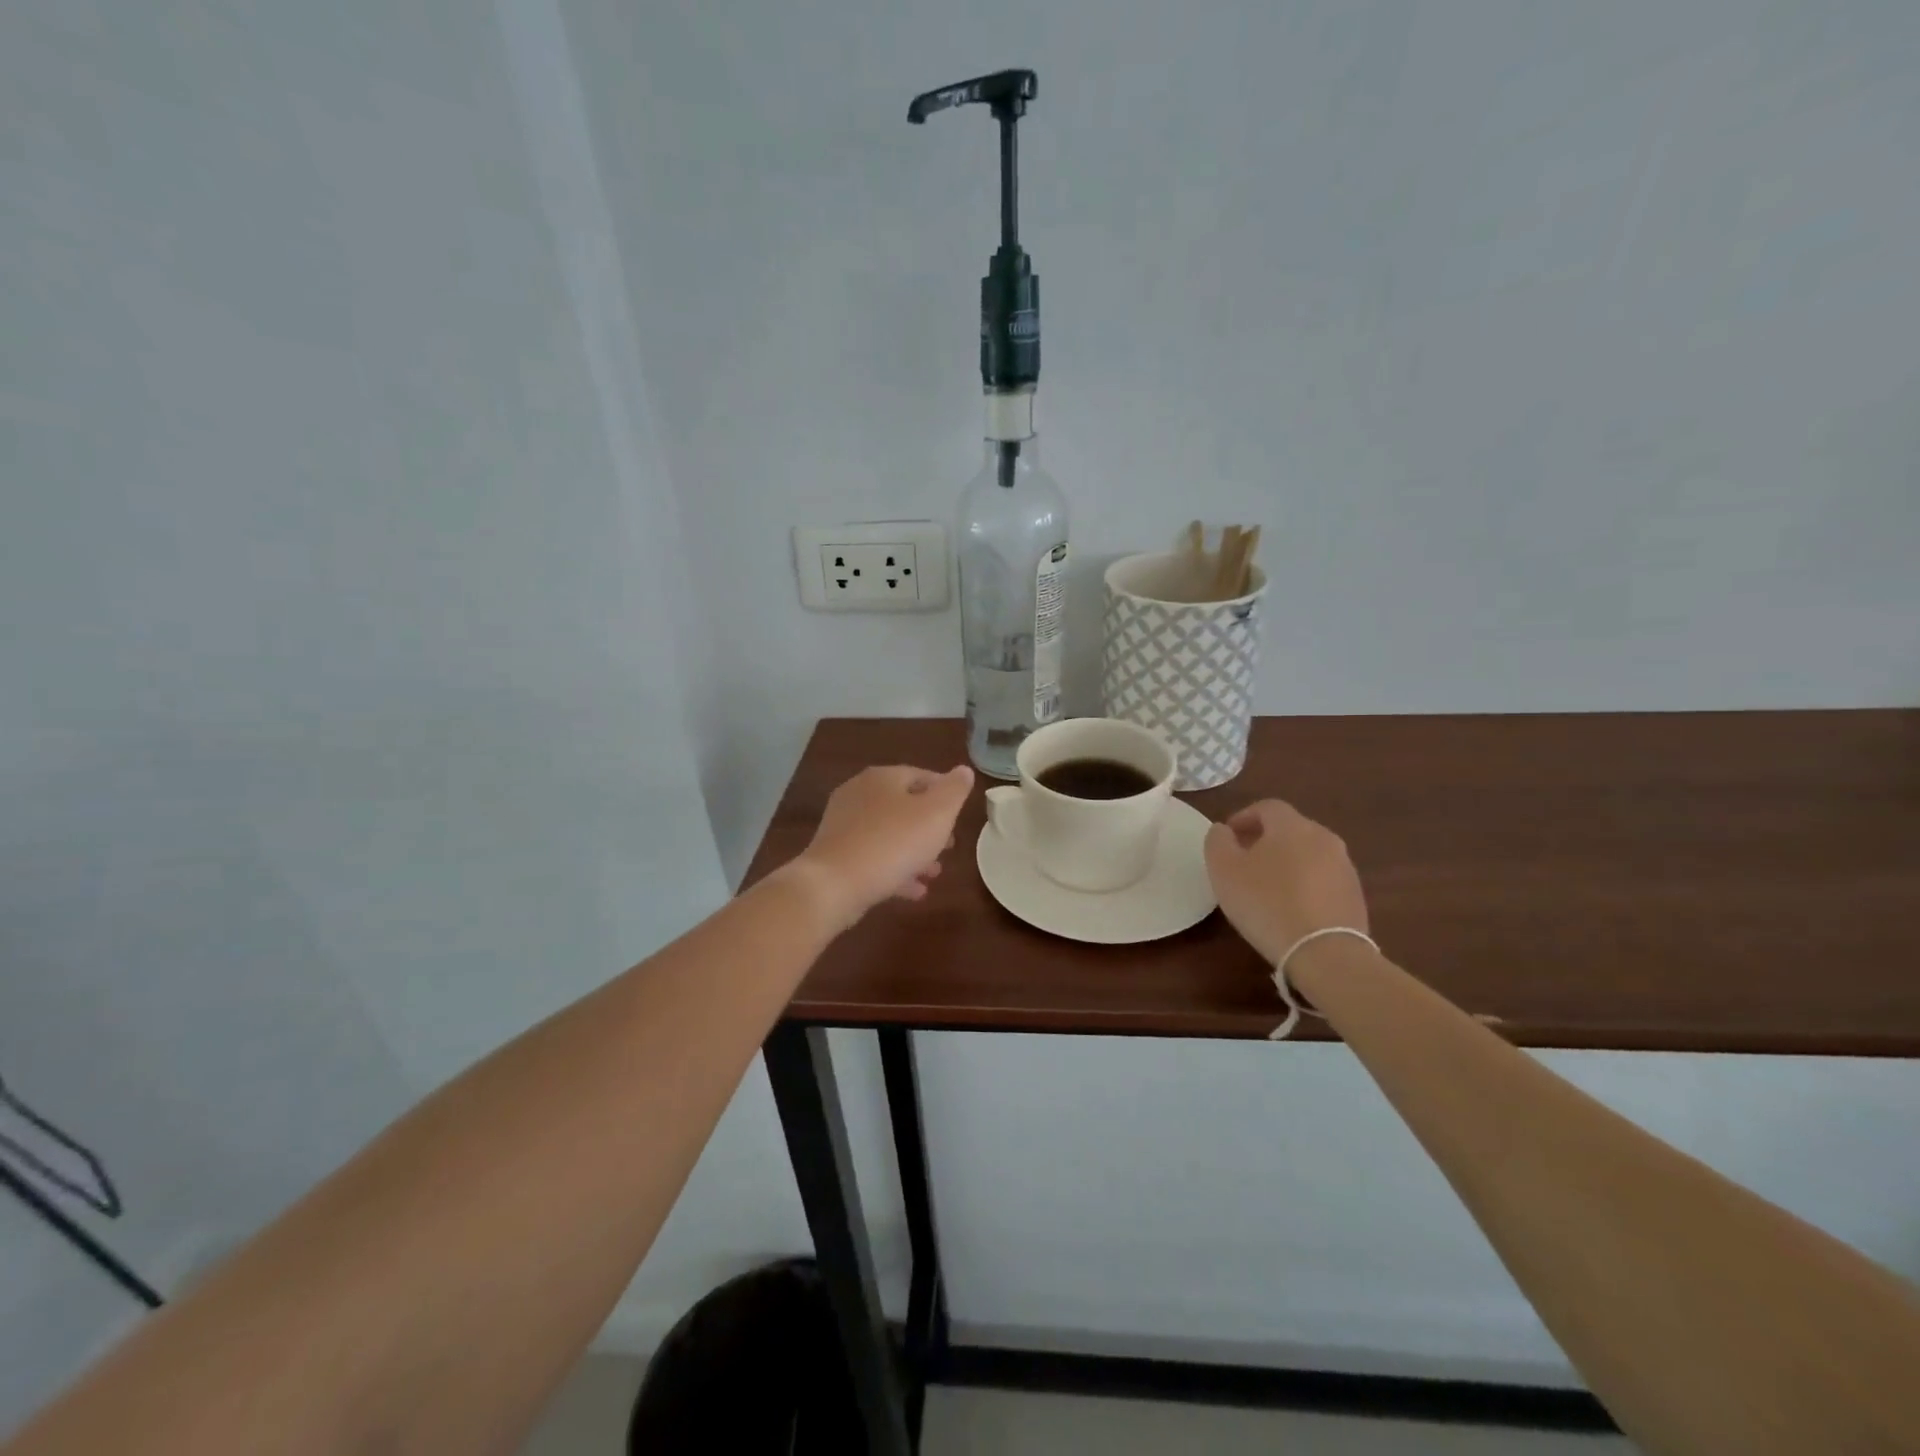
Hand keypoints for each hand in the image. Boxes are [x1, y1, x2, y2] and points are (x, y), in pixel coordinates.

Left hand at [790, 764, 974, 931]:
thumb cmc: (893, 843)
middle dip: (930, 827)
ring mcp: (844, 825)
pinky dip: (895, 870)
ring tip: (934, 872)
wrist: (834, 885)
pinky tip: (914, 890)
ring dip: (915, 852)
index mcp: (883, 778)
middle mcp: (859, 794)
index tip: (960, 816)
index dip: (945, 794)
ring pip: (889, 834)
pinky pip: (873, 857)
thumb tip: (964, 771)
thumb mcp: (937, 814)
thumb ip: (954, 791)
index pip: (921, 776)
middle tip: (950, 846)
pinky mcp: (836, 854)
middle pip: (904, 806)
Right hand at [1204, 800, 1368, 963]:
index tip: (1227, 838)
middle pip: (1290, 829)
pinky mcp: (1355, 896)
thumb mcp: (1224, 870)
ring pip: (1308, 854)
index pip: (1267, 807)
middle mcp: (1324, 838)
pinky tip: (1291, 909)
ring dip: (1286, 863)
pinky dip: (1305, 885)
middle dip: (1265, 840)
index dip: (1243, 817)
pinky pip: (1323, 880)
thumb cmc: (1266, 903)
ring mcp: (1345, 867)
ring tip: (1266, 889)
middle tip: (1243, 863)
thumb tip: (1223, 830)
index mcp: (1292, 826)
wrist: (1325, 953)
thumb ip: (1218, 841)